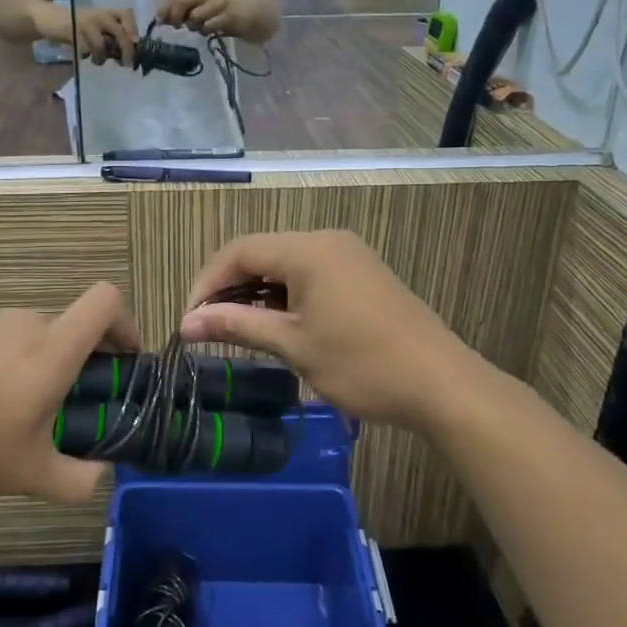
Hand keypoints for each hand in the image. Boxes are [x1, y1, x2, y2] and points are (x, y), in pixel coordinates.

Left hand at [0, 282, 137, 503]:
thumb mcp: (26, 475)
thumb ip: (76, 481)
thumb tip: (98, 477)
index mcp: (51, 348)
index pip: (106, 301)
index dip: (127, 323)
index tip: (123, 361)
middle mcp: (22, 322)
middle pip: (68, 326)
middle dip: (78, 362)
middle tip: (64, 409)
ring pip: (29, 334)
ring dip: (37, 363)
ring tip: (11, 413)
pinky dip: (1, 362)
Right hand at [56, 6, 140, 65]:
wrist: (55, 20)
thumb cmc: (83, 28)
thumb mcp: (102, 27)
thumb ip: (115, 37)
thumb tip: (130, 55)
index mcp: (108, 12)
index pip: (126, 14)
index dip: (133, 28)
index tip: (136, 42)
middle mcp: (99, 15)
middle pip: (119, 33)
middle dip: (126, 50)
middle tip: (126, 64)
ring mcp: (86, 23)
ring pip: (101, 45)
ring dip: (101, 58)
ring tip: (97, 60)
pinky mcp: (73, 33)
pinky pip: (85, 50)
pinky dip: (86, 56)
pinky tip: (83, 55)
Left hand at [156, 0, 241, 36]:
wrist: (250, 12)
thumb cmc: (218, 12)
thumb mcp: (197, 7)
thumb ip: (178, 9)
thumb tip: (160, 18)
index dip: (165, 7)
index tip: (163, 21)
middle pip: (181, 0)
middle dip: (175, 16)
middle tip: (178, 26)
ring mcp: (219, 0)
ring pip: (195, 15)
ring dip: (193, 25)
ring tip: (199, 27)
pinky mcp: (230, 14)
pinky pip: (209, 25)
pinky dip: (206, 30)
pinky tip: (210, 30)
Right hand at [178, 231, 481, 434]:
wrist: (441, 384)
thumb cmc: (361, 364)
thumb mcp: (293, 345)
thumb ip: (237, 326)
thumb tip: (186, 323)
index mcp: (308, 249)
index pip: (240, 252)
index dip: (207, 282)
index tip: (189, 320)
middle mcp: (327, 241)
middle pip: (261, 254)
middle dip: (229, 288)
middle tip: (207, 326)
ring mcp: (348, 256)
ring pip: (285, 265)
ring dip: (256, 294)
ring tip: (236, 329)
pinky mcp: (362, 276)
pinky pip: (310, 275)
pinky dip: (285, 296)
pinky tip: (277, 325)